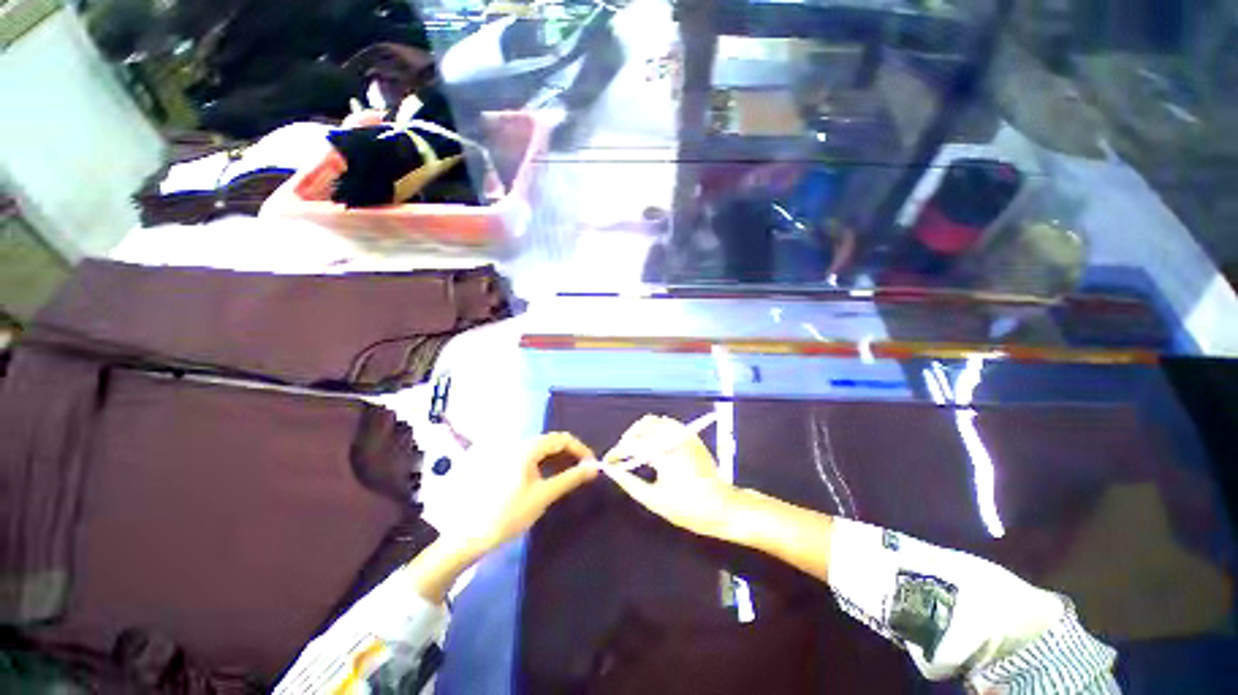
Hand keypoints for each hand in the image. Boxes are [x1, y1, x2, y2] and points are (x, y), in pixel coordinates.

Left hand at [455, 432, 597, 556]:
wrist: (468, 535)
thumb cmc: (508, 514)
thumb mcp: (544, 495)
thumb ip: (571, 478)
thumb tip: (595, 467)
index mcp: (528, 448)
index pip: (563, 439)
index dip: (581, 449)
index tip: (592, 466)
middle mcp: (519, 445)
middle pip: (552, 442)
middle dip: (571, 455)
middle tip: (583, 472)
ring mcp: (509, 454)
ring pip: (542, 450)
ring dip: (559, 460)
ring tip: (570, 476)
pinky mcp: (504, 465)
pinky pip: (531, 457)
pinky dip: (545, 464)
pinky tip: (549, 478)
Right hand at [601, 415, 738, 538]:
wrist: (722, 506)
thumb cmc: (688, 508)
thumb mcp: (654, 500)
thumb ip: (629, 483)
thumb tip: (612, 471)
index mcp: (664, 453)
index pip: (633, 443)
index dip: (617, 451)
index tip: (609, 461)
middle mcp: (674, 438)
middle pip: (643, 426)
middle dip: (628, 438)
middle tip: (623, 456)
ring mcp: (684, 435)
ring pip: (655, 421)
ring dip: (641, 431)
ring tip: (636, 449)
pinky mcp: (691, 436)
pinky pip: (668, 424)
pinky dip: (656, 429)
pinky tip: (653, 445)